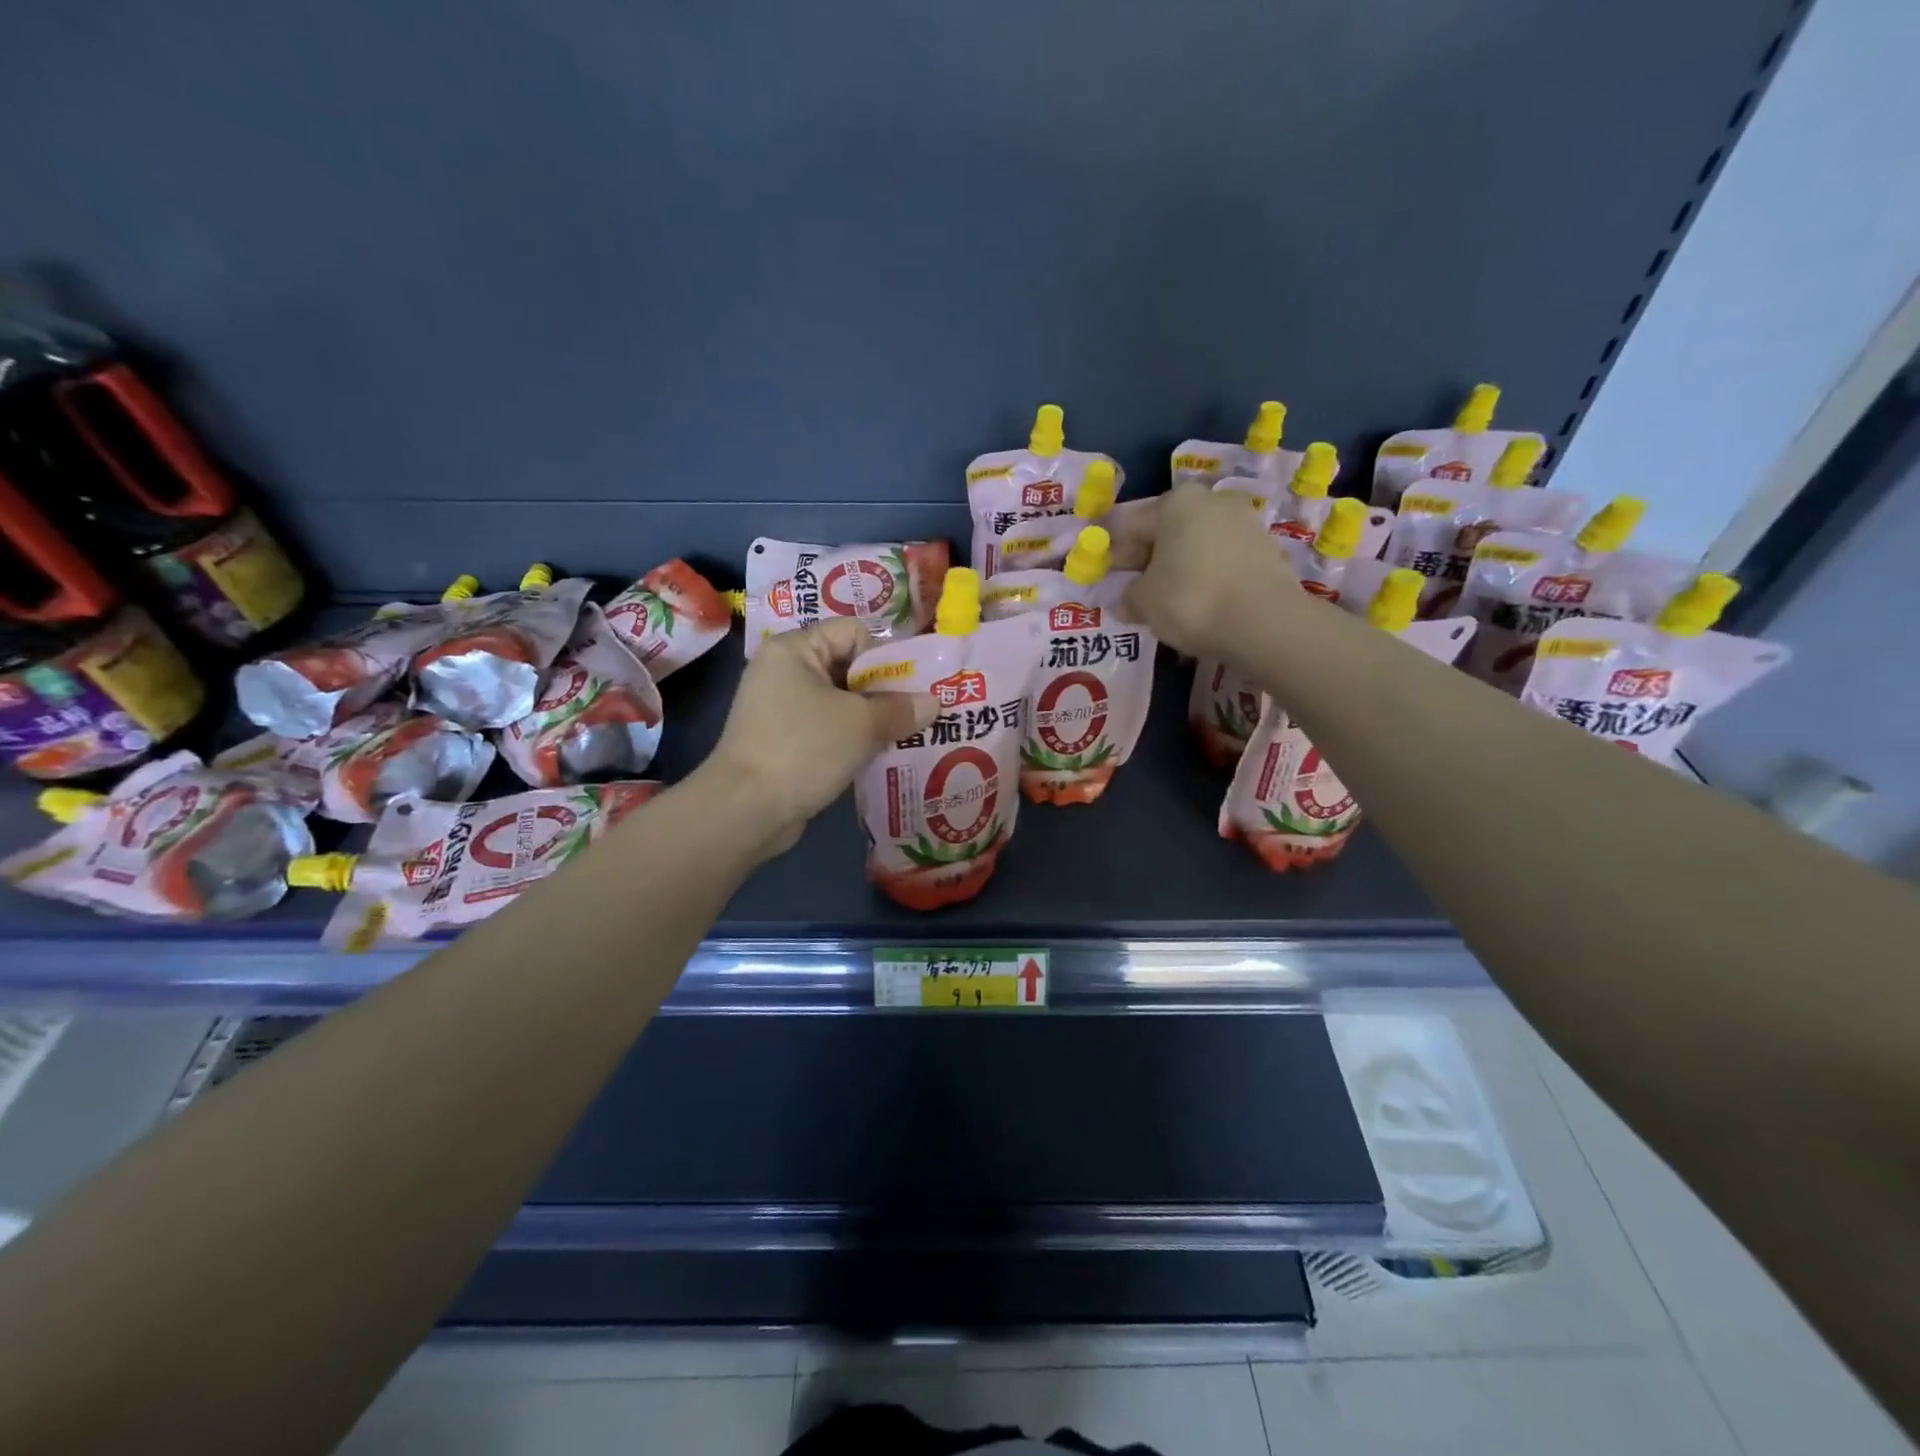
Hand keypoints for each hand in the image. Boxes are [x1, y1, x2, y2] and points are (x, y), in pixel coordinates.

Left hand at [704, 619, 938, 857]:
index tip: (913, 687)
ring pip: (841, 702)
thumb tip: (934, 702)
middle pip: (849, 667)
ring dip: (873, 718)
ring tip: (909, 735)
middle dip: (886, 690)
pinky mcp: (784, 741)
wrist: (745, 809)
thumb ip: (901, 709)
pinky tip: (881, 755)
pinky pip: (829, 728)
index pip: (854, 632)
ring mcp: (781, 708)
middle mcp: (784, 671)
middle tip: (920, 712)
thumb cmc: (804, 749)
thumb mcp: (861, 724)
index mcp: (795, 649)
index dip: (887, 655)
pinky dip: (853, 739)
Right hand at [1121, 482, 1299, 659]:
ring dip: (1177, 567)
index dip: (1111, 552)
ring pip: (1195, 544)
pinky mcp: (1265, 549)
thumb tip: (1126, 599)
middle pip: (1166, 530)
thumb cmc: (1190, 600)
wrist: (1264, 622)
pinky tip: (1198, 602)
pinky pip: (1221, 560)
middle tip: (1133, 590)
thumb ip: (1128, 595)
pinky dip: (1205, 576)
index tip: (1103, 577)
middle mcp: (1211, 501)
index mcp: (1175, 502)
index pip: (1129, 525)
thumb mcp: (1143, 601)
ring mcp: (1243, 522)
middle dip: (1147, 558)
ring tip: (1166, 600)